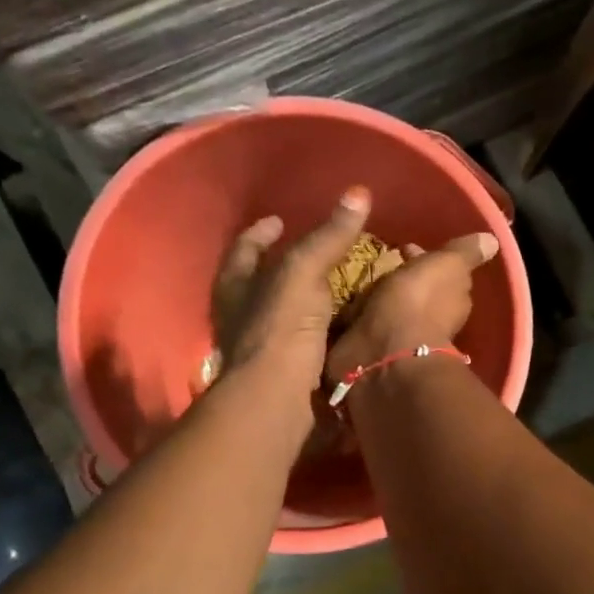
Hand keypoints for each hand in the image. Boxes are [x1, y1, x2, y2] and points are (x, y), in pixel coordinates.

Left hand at [212, 187, 371, 396]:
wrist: (278, 400)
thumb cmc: (279, 329)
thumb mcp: (303, 273)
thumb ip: (328, 237)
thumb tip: (358, 193)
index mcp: (235, 286)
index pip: (244, 248)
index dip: (260, 233)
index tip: (277, 220)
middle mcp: (241, 316)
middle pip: (258, 283)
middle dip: (281, 267)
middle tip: (311, 253)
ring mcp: (261, 349)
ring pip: (281, 316)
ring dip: (304, 302)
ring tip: (334, 288)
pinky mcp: (284, 376)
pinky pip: (304, 345)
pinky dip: (321, 334)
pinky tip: (343, 327)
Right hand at [327, 231, 500, 383]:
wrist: (384, 353)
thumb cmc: (419, 303)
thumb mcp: (449, 266)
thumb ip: (466, 253)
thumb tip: (492, 241)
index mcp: (451, 296)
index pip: (440, 272)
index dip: (425, 258)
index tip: (406, 247)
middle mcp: (429, 317)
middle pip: (414, 289)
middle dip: (401, 276)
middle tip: (381, 262)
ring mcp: (399, 334)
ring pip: (389, 306)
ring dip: (378, 295)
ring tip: (360, 279)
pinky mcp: (369, 346)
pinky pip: (363, 323)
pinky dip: (358, 314)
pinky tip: (348, 304)